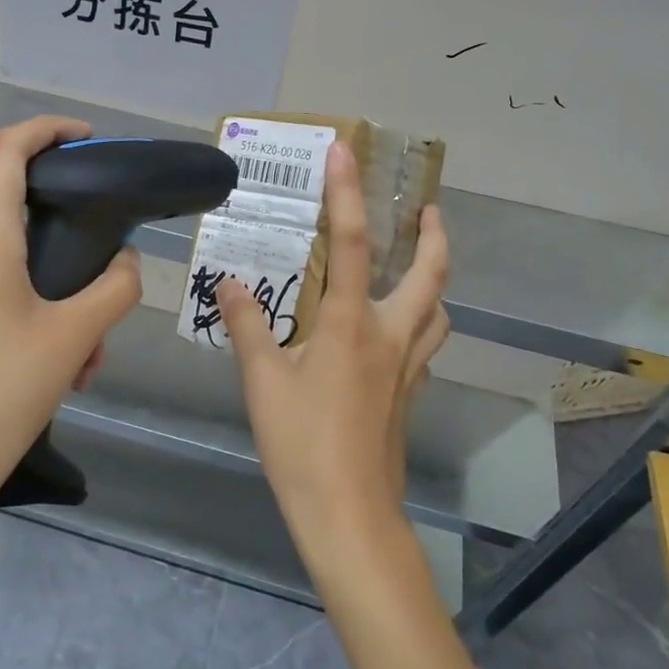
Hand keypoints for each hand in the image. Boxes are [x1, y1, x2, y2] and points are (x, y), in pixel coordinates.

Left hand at [0, 116, 142, 521]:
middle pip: (27, 224)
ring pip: (23, 272)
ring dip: (64, 304)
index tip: (88, 138)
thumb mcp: (74, 338)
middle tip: (107, 303)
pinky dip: (40, 322)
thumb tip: (127, 264)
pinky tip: (61, 375)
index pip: (7, 152)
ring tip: (87, 362)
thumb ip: (115, 289)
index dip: (47, 130)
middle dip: (77, 256)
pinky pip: (3, 301)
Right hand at [216, 142, 450, 565]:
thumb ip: (248, 326)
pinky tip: (394, 331)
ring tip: (417, 266)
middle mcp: (390, 336)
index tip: (345, 152)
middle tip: (427, 209)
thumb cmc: (303, 444)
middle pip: (431, 275)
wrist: (349, 516)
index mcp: (351, 324)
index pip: (350, 244)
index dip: (347, 193)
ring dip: (435, 280)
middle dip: (435, 236)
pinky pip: (426, 344)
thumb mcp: (263, 382)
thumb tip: (230, 283)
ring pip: (438, 312)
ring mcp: (407, 368)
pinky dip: (421, 323)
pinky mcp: (409, 395)